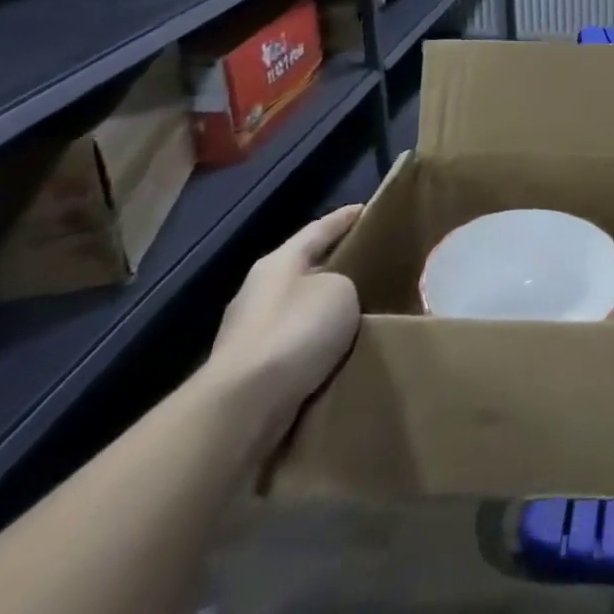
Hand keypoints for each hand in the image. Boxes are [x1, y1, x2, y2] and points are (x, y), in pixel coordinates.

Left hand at [202, 206, 362, 453]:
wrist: (244, 404)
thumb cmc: (296, 330)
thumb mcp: (339, 290)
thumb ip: (344, 282)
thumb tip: (337, 293)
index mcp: (278, 263)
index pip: (318, 229)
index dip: (344, 218)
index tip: (367, 209)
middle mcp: (258, 291)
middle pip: (303, 269)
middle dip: (333, 266)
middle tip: (369, 263)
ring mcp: (248, 332)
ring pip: (297, 308)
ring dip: (322, 309)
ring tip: (358, 309)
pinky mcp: (249, 369)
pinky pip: (292, 343)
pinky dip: (314, 341)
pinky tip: (335, 347)